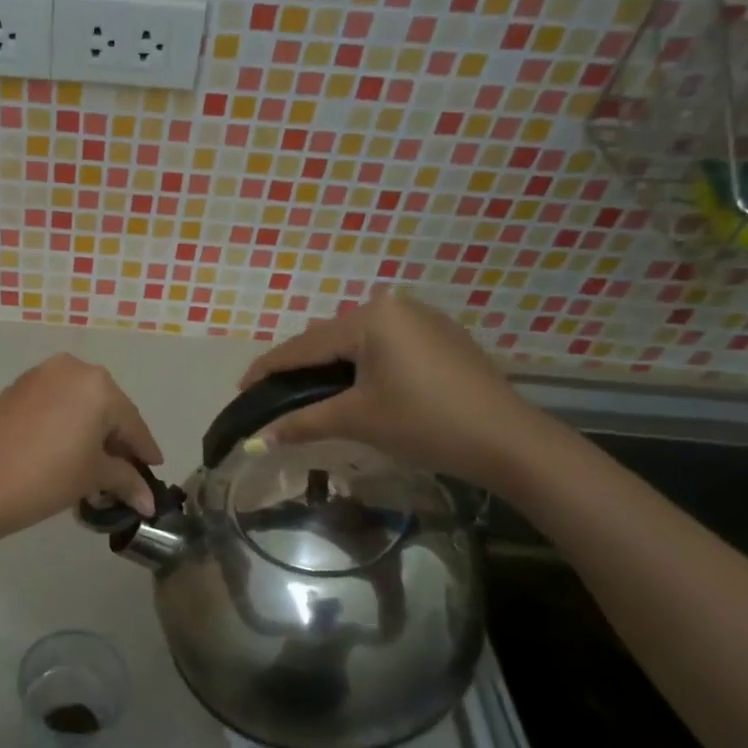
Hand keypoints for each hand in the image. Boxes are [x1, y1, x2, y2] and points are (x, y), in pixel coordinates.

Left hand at [0, 354, 164, 543]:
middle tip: (124, 471)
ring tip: (93, 465)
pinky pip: (53, 404)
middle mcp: (70, 368)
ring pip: (77, 404)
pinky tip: (64, 451)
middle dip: (116, 440)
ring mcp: (38, 375)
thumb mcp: (92, 478)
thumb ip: (126, 480)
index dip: (145, 450)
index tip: (155, 469)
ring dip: (89, 431)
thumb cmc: (44, 478)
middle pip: (105, 408)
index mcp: (97, 385)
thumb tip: (149, 501)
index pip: (132, 422)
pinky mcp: (14, 389)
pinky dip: (64, 424)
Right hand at [241, 291, 554, 492]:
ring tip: (308, 391)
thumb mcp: (356, 420)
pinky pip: (386, 346)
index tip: (241, 386)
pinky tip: (355, 386)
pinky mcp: (442, 338)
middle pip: (329, 338)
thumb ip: (302, 423)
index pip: (304, 345)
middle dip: (300, 366)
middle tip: (273, 393)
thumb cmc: (424, 423)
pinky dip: (362, 365)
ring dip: (331, 365)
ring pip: (358, 341)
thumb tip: (256, 441)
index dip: (269, 368)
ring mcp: (423, 319)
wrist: (507, 441)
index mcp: (371, 317)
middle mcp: (395, 306)